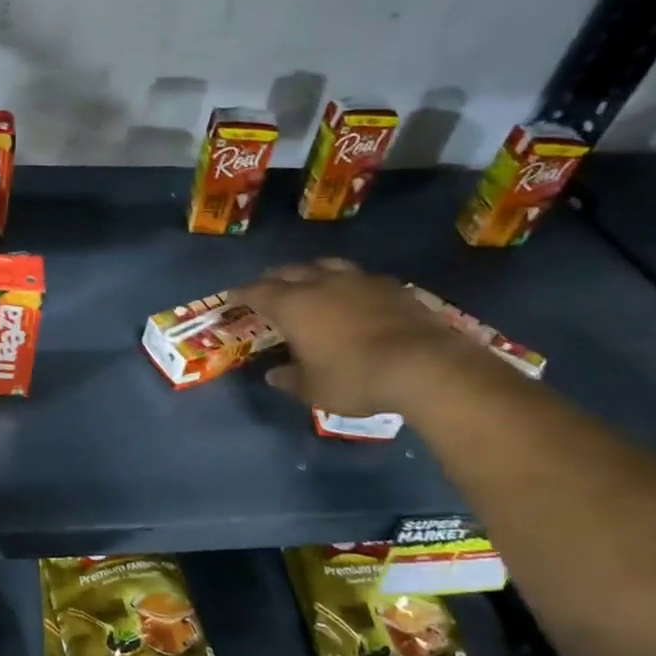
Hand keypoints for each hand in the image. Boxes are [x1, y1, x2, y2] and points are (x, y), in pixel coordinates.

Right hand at [237, 259, 473, 415]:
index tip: (233, 295)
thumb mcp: (314, 390)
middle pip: (290, 271)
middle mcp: (321, 284)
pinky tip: (352, 293)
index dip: (242, 293)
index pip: (258, 292)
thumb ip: (290, 379)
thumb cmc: (355, 378)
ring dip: (311, 271)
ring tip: (308, 279)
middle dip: (274, 278)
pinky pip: (359, 276)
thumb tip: (274, 375)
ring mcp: (358, 281)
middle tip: (267, 286)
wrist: (423, 366)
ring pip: (326, 266)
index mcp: (293, 306)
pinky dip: (346, 282)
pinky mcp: (390, 286)